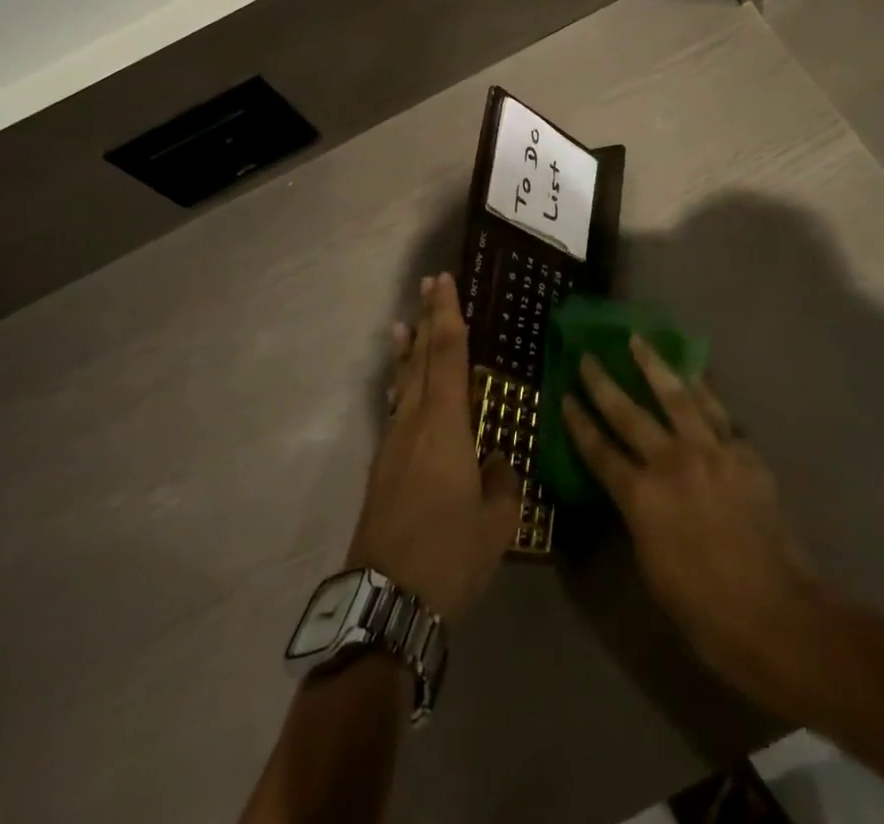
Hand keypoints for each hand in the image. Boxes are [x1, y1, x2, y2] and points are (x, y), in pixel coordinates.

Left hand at [346, 274, 519, 619]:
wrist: (384, 600)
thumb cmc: (448, 555)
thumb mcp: (496, 522)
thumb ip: (502, 483)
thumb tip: (497, 462)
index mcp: (445, 424)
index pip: (449, 354)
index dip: (448, 315)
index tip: (445, 282)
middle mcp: (415, 422)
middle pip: (422, 358)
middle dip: (428, 319)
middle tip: (429, 284)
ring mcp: (393, 444)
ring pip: (403, 383)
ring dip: (408, 351)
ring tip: (404, 323)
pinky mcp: (381, 468)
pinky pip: (395, 410)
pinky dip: (400, 386)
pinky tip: (402, 390)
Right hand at [562, 336, 829, 710]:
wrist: (773, 612)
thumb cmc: (702, 607)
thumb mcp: (650, 565)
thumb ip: (639, 515)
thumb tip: (635, 489)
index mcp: (641, 497)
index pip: (599, 451)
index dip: (579, 423)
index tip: (565, 396)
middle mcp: (671, 462)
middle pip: (629, 413)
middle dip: (603, 383)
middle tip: (588, 356)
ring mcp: (711, 452)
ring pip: (676, 396)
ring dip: (654, 365)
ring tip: (638, 340)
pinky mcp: (743, 453)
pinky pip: (719, 412)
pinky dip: (703, 391)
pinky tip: (694, 375)